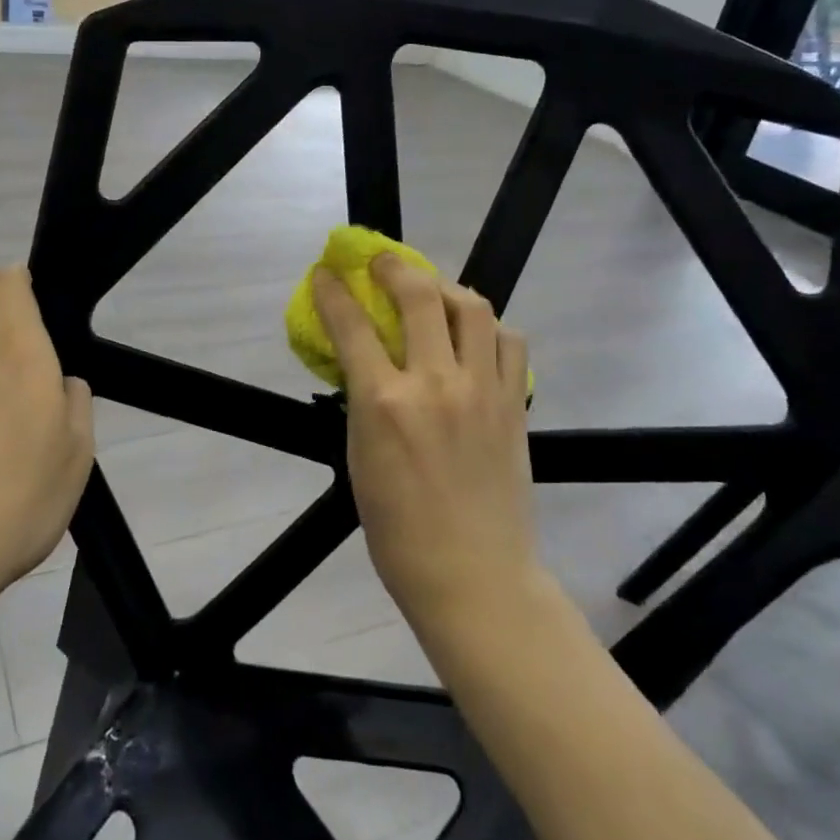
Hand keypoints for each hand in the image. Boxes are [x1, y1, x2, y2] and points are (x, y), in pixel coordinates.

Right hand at [312, 256, 536, 640]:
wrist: (474, 577)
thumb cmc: (398, 531)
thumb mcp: (359, 459)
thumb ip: (362, 402)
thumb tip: (363, 364)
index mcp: (384, 403)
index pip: (352, 326)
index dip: (333, 292)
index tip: (325, 274)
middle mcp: (435, 384)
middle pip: (419, 296)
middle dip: (394, 267)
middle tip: (382, 262)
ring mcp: (481, 391)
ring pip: (473, 308)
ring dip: (447, 288)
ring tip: (434, 292)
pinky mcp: (514, 405)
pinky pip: (509, 343)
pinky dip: (489, 326)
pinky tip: (474, 335)